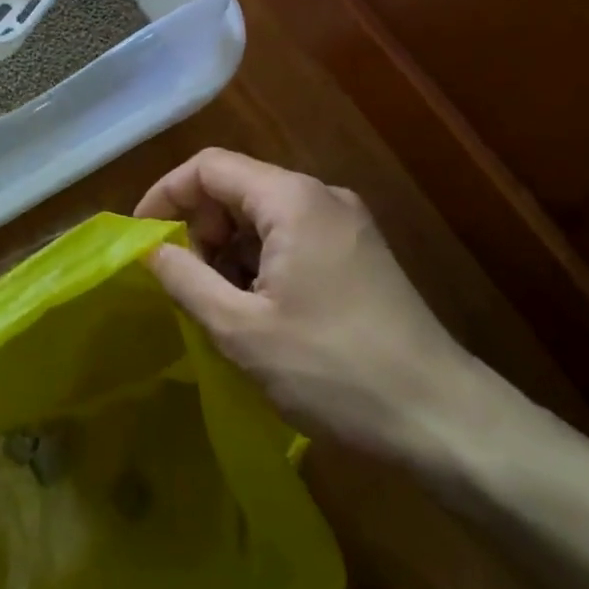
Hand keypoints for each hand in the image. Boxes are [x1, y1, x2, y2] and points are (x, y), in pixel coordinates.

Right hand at [135, 149, 479, 460]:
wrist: (446, 422)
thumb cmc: (334, 370)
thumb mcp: (241, 329)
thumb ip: (184, 279)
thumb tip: (150, 249)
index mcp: (291, 199)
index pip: (209, 166)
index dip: (166, 194)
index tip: (143, 238)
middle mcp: (320, 196)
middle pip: (236, 188)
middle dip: (199, 228)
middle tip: (183, 283)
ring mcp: (346, 224)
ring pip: (263, 216)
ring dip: (228, 250)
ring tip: (220, 306)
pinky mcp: (360, 254)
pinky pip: (292, 237)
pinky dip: (260, 263)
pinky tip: (259, 312)